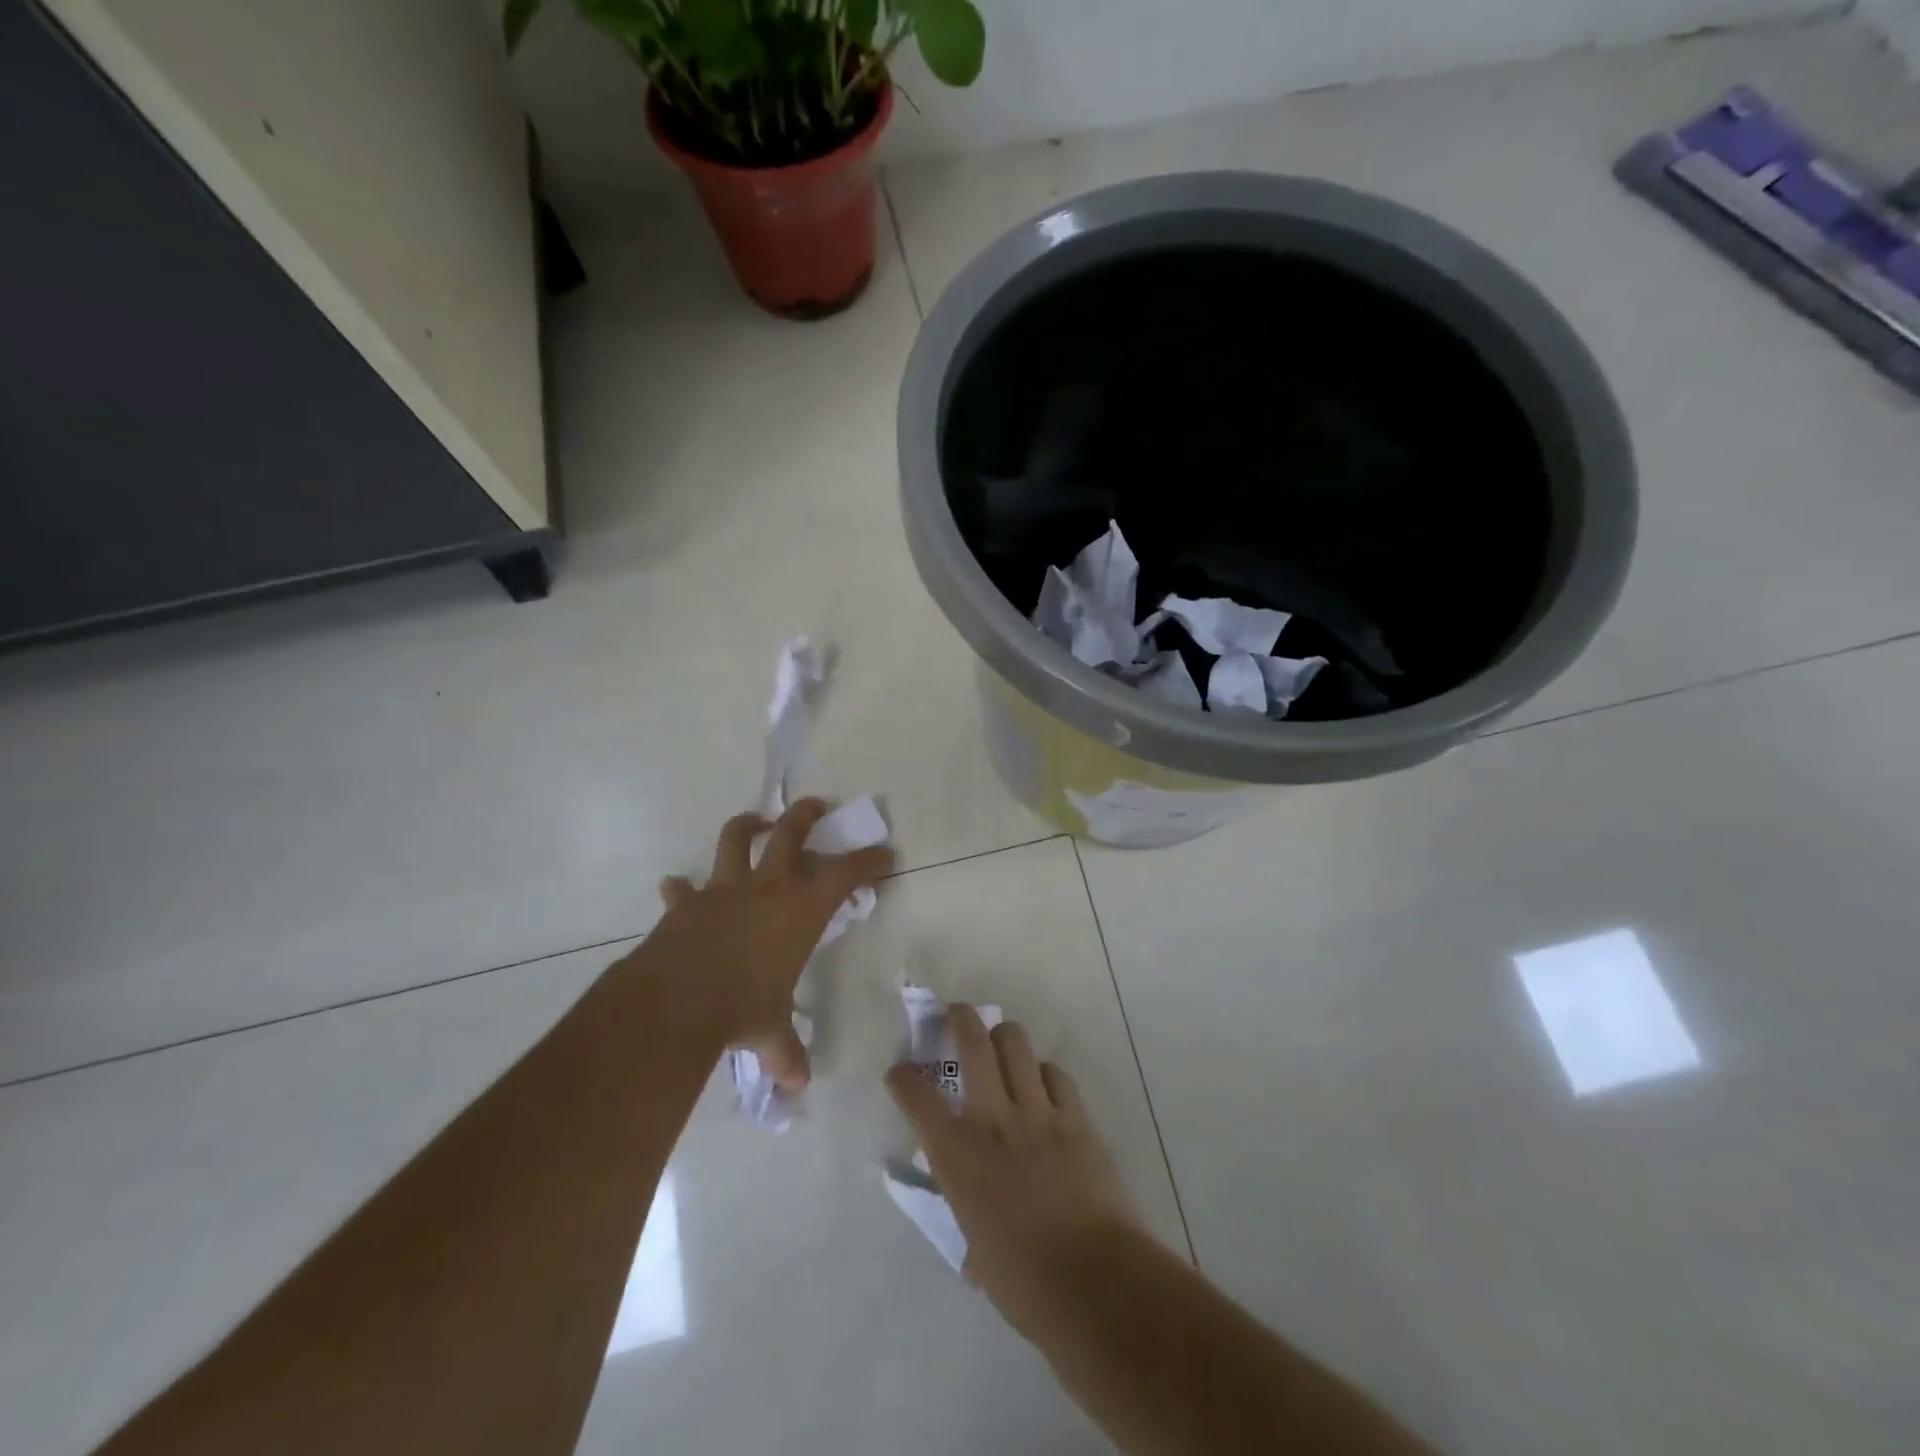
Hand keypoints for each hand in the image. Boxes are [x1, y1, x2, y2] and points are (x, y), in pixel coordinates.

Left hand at [642, 799, 893, 1089]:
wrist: (677, 1000)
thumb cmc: (742, 1007)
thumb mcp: (770, 1030)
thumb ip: (785, 1052)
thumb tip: (797, 1084)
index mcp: (800, 909)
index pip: (845, 874)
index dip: (868, 861)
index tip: (885, 853)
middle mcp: (766, 888)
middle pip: (790, 833)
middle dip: (807, 815)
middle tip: (818, 805)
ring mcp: (723, 890)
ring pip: (735, 839)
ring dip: (747, 825)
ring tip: (756, 820)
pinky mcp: (686, 904)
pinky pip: (682, 890)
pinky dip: (681, 889)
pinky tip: (676, 887)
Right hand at [887, 1005, 1141, 1330]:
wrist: (1095, 1281)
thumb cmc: (1024, 1284)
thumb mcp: (976, 1250)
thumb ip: (969, 1218)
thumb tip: (974, 1230)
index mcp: (958, 1156)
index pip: (917, 1098)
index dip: (903, 1079)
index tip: (901, 1073)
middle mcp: (993, 1120)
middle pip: (973, 1042)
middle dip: (960, 1018)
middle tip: (957, 1015)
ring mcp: (1038, 1111)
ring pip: (1016, 1042)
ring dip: (1004, 1037)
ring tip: (1002, 1045)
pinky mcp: (1076, 1116)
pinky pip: (1055, 1074)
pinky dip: (1044, 1074)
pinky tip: (1044, 1087)